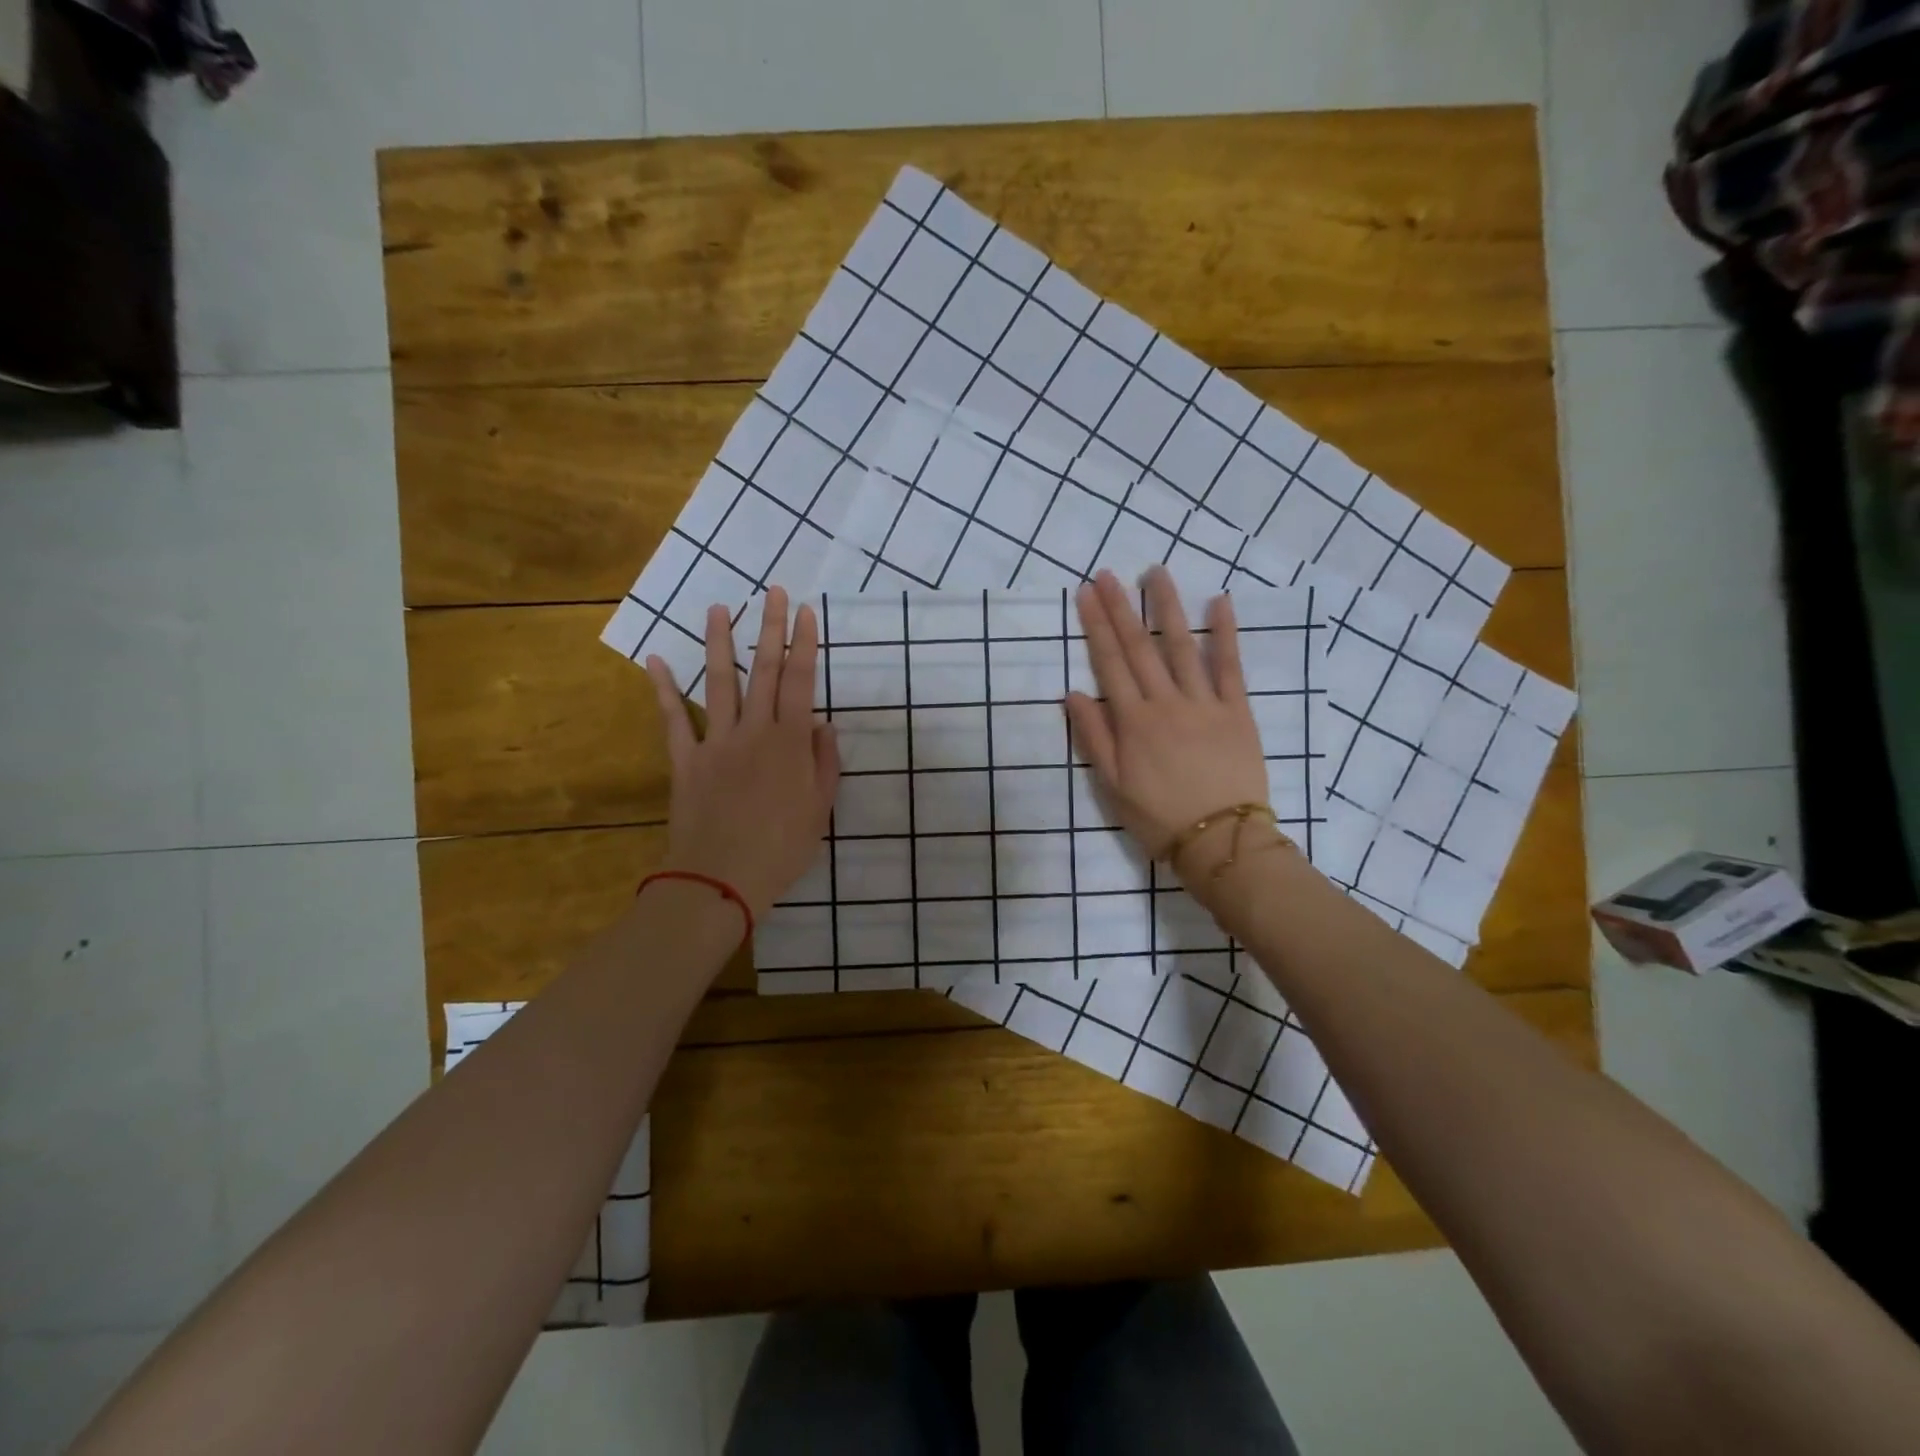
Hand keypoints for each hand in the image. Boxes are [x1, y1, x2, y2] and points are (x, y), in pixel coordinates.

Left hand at [645, 587, 839, 919]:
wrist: (721, 879)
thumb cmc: (782, 848)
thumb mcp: (820, 808)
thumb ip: (824, 762)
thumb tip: (823, 724)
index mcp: (789, 743)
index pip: (800, 682)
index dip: (805, 645)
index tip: (807, 612)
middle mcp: (753, 731)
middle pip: (763, 671)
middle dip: (771, 628)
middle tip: (774, 592)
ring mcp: (716, 742)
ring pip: (719, 683)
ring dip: (719, 643)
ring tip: (718, 607)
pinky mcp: (685, 760)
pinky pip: (673, 720)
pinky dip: (664, 690)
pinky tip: (655, 661)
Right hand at [1065, 567, 1273, 878]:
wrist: (1220, 841)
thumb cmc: (1158, 817)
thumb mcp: (1112, 785)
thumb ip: (1094, 737)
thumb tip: (1073, 694)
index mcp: (1133, 721)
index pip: (1110, 663)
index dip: (1096, 626)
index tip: (1085, 594)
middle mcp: (1166, 703)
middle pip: (1140, 647)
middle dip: (1121, 608)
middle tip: (1108, 574)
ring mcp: (1204, 703)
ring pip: (1182, 647)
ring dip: (1167, 608)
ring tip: (1157, 573)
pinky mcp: (1237, 711)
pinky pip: (1230, 666)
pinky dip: (1226, 633)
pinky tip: (1221, 603)